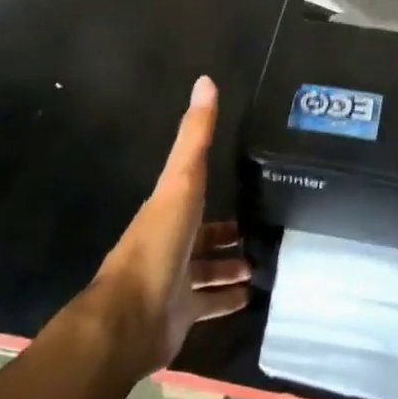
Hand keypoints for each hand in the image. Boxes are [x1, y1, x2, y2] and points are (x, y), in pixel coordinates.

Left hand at [92, 77, 251, 374]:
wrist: (132, 317)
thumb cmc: (158, 244)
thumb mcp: (181, 182)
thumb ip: (194, 137)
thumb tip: (205, 80)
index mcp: (167, 210)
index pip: (194, 192)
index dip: (216, 187)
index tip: (247, 186)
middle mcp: (171, 243)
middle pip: (204, 235)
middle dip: (228, 233)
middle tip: (263, 230)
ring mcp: (176, 281)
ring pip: (209, 270)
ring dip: (232, 266)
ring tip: (265, 263)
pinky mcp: (183, 313)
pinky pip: (212, 303)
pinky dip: (230, 299)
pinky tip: (253, 296)